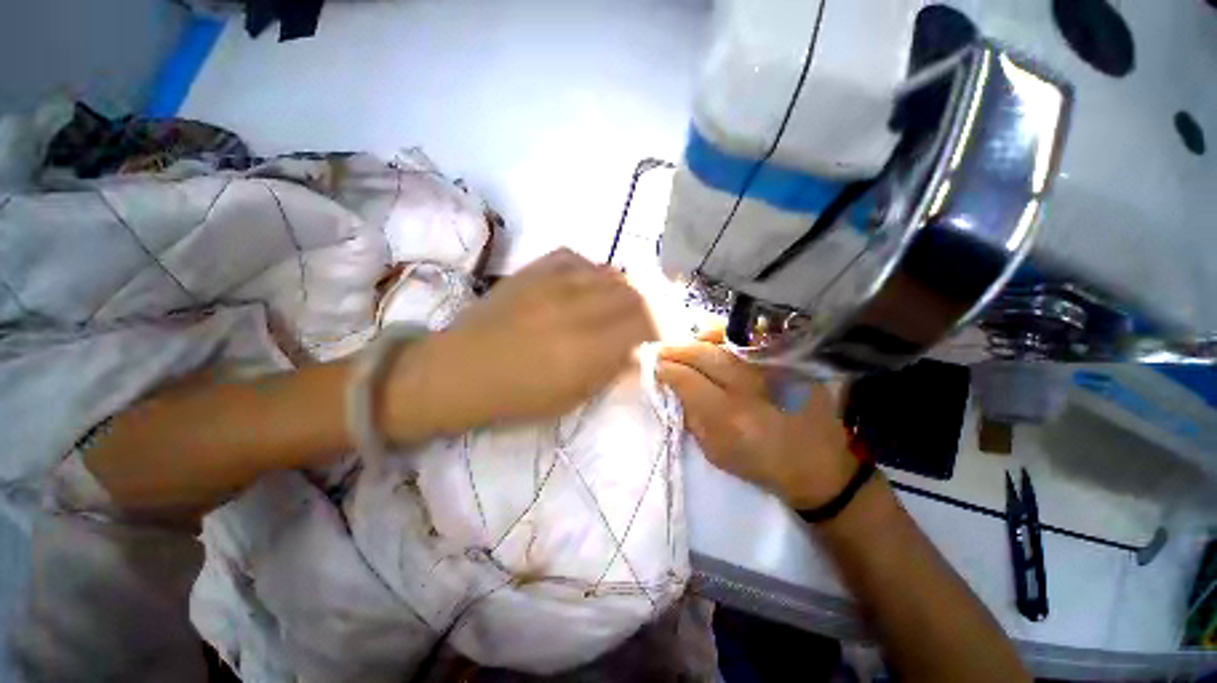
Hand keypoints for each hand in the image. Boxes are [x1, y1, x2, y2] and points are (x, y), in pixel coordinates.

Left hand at [384, 249, 656, 440]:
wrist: (459, 370)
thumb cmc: (517, 396)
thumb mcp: (572, 397)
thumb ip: (610, 368)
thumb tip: (634, 348)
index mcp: (586, 349)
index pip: (643, 324)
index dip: (658, 329)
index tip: (656, 338)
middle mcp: (576, 309)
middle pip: (633, 294)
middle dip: (646, 308)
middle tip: (641, 321)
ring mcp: (553, 283)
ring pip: (610, 273)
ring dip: (622, 290)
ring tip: (615, 305)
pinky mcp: (534, 269)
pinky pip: (579, 258)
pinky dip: (592, 272)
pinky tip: (586, 287)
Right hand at [657, 330, 856, 508]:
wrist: (818, 464)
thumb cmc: (761, 464)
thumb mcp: (716, 451)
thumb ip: (690, 416)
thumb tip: (671, 386)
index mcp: (730, 417)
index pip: (687, 381)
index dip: (666, 371)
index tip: (655, 368)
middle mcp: (751, 387)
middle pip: (703, 355)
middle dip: (676, 350)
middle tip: (661, 351)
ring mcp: (772, 368)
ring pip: (724, 340)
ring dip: (697, 340)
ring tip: (685, 344)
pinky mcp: (789, 361)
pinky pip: (749, 337)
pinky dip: (725, 335)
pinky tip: (713, 340)